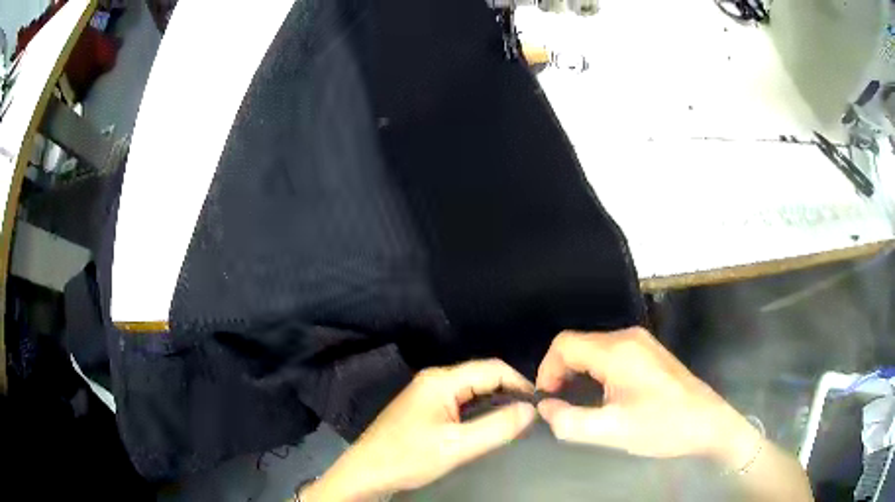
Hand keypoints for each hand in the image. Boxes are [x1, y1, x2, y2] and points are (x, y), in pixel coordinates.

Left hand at [304, 359, 536, 500]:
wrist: (366, 473)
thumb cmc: (408, 457)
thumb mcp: (456, 446)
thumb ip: (496, 426)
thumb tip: (531, 410)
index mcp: (441, 380)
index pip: (492, 368)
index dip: (519, 382)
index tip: (539, 404)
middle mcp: (435, 380)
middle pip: (482, 377)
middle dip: (509, 392)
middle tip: (531, 416)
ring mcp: (427, 394)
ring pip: (472, 391)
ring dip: (495, 402)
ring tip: (516, 422)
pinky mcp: (425, 409)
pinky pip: (460, 403)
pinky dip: (479, 411)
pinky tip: (489, 427)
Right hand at [536, 328, 758, 463]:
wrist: (708, 423)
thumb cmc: (661, 427)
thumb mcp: (611, 431)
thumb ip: (569, 421)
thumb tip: (545, 407)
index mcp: (617, 351)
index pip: (564, 344)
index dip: (547, 369)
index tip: (547, 399)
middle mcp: (628, 337)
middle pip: (578, 343)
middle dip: (561, 372)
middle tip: (560, 404)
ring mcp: (641, 342)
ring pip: (593, 347)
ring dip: (577, 372)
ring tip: (577, 402)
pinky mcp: (649, 352)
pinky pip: (610, 352)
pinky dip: (595, 370)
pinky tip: (601, 393)